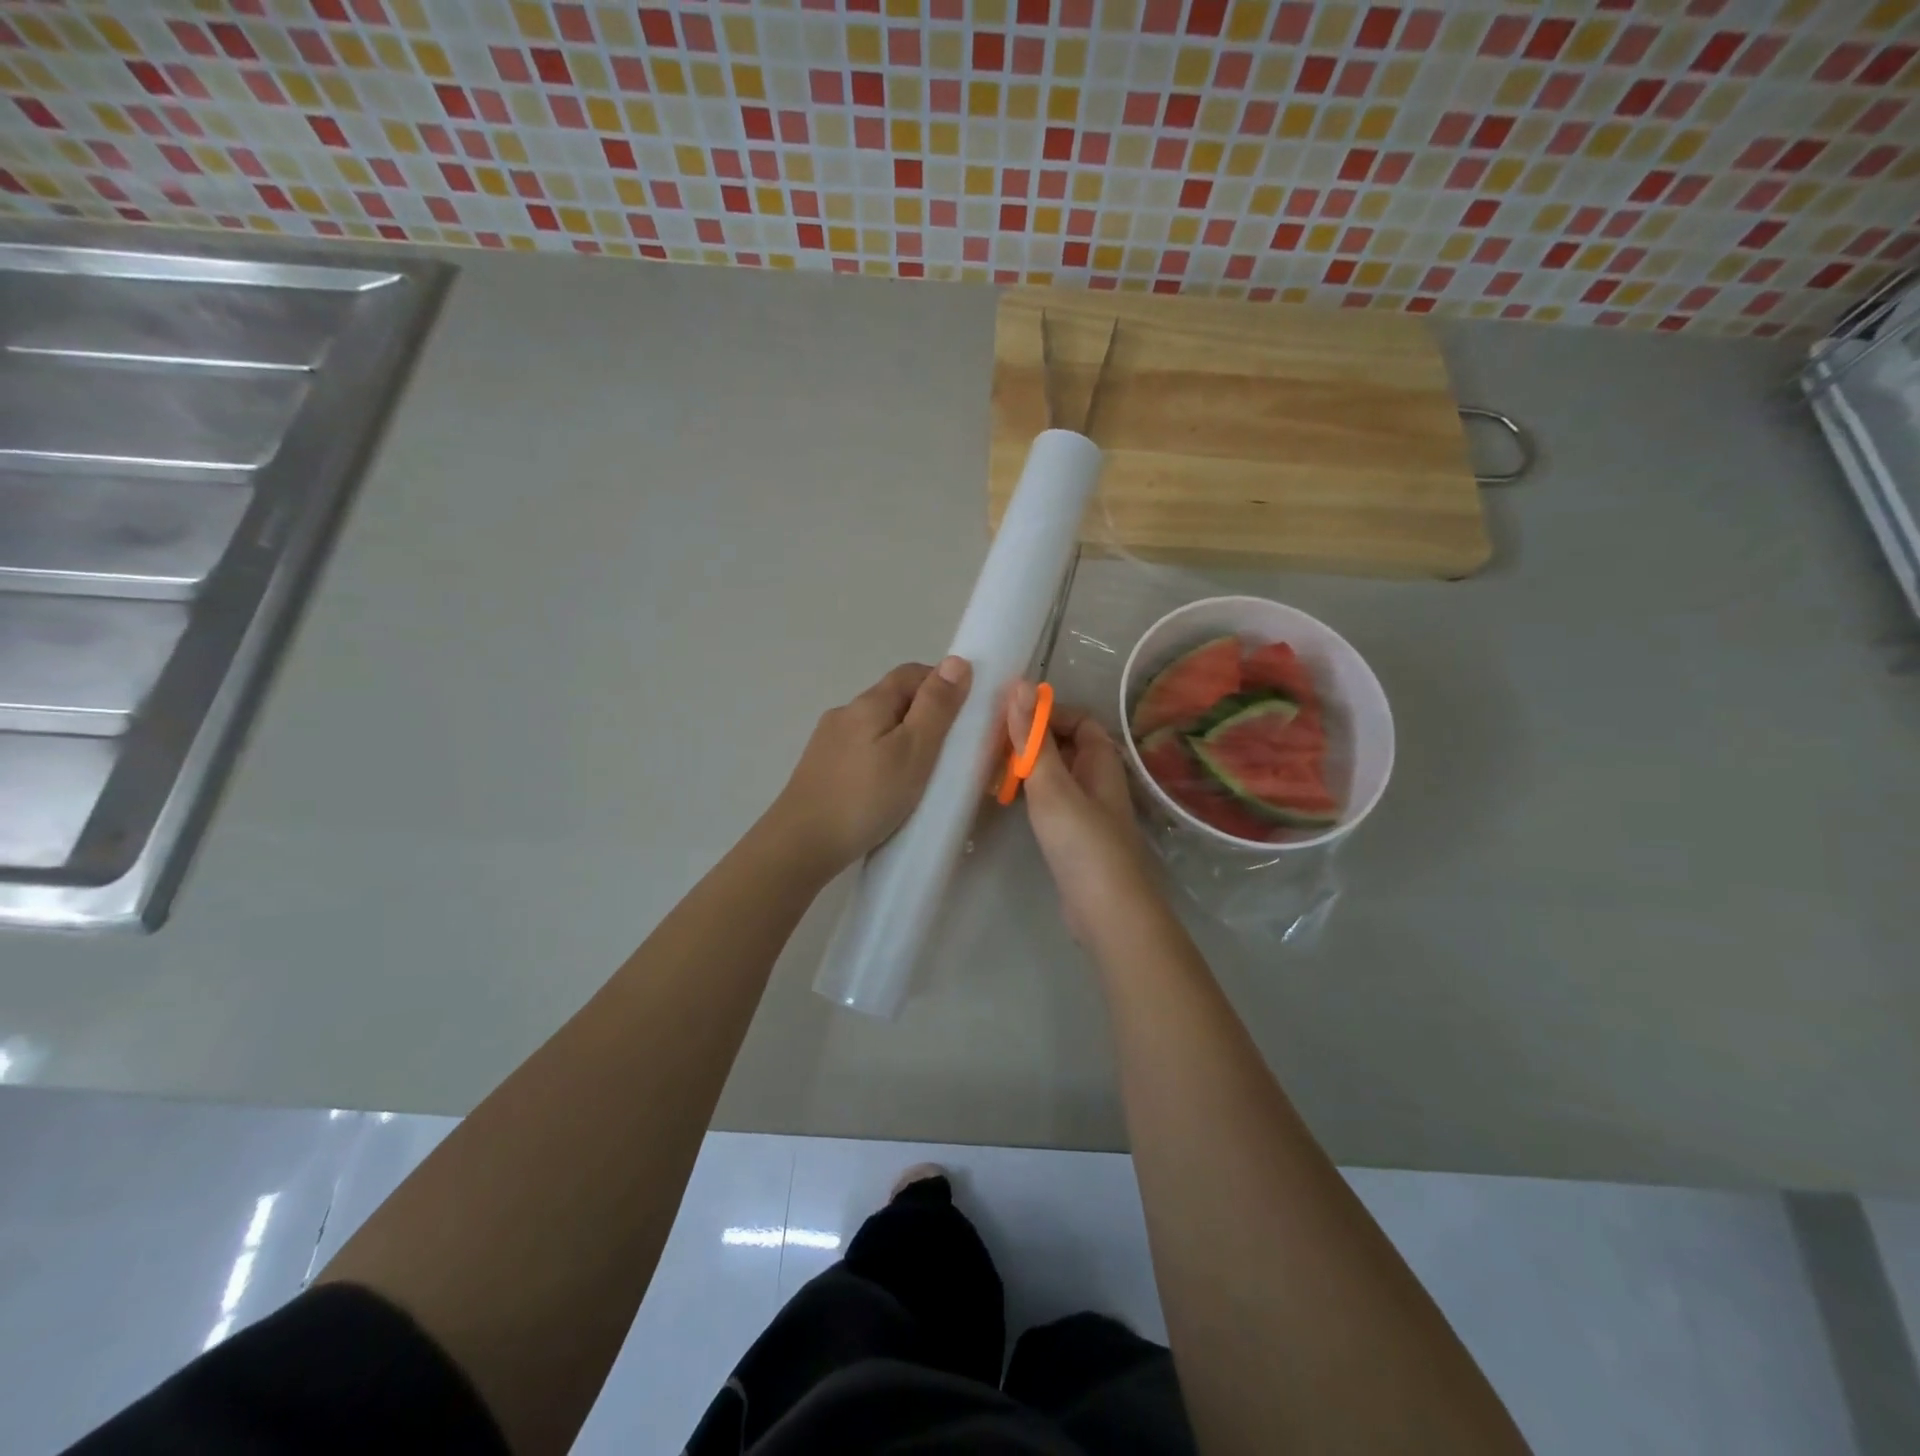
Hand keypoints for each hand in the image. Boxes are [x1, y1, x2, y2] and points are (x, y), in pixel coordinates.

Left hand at [770, 658, 971, 874]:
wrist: (802, 844)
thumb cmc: (867, 797)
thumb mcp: (914, 751)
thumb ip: (936, 707)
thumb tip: (956, 661)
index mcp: (869, 703)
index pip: (910, 673)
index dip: (940, 683)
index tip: (963, 713)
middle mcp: (844, 713)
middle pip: (891, 699)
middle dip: (922, 713)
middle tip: (948, 749)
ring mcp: (827, 741)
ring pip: (875, 726)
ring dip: (901, 738)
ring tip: (920, 773)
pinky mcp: (820, 769)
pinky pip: (860, 750)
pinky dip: (881, 757)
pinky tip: (886, 787)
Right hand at [1008, 680, 1160, 942]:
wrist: (1107, 912)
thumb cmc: (1082, 842)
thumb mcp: (1052, 785)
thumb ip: (1033, 738)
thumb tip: (1020, 683)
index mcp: (1101, 761)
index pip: (1078, 720)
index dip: (1047, 712)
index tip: (1009, 717)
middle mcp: (1099, 780)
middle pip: (1066, 746)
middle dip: (1032, 739)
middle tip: (990, 742)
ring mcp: (1089, 811)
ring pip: (1057, 775)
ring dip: (1029, 767)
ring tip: (990, 767)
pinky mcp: (1076, 838)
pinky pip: (1052, 802)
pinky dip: (1031, 795)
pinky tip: (1008, 801)